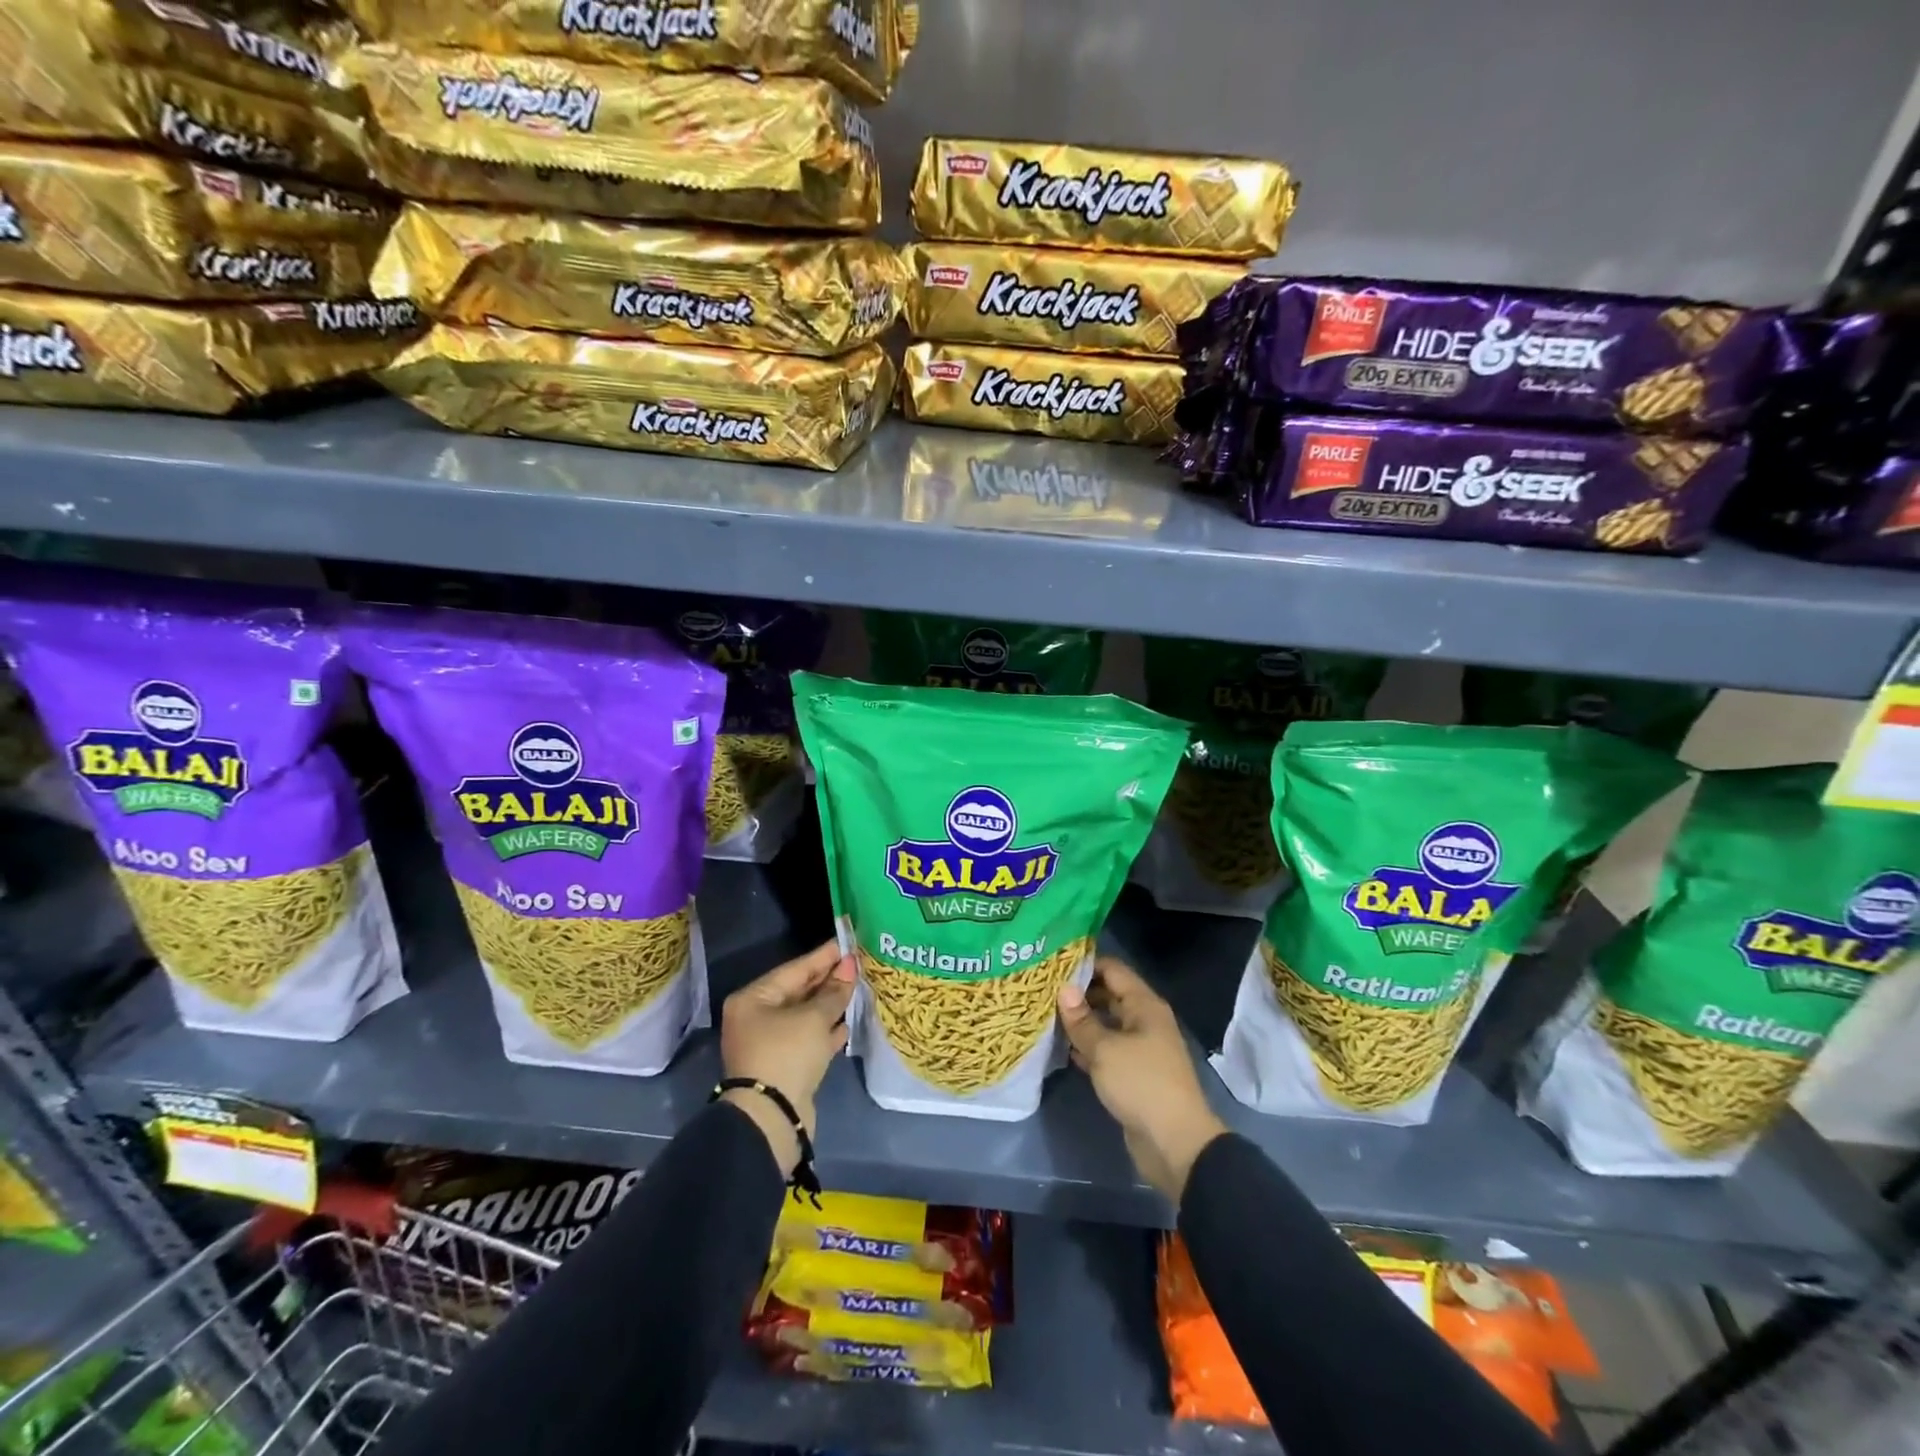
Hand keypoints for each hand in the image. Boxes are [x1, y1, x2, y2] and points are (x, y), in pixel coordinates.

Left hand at [721, 941, 856, 1174]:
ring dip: (830, 1005)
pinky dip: (826, 1031)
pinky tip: (847, 1024)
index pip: (794, 970)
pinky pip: (808, 1039)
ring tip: (858, 988)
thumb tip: (849, 967)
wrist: (772, 1119)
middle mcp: (756, 1018)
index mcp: (753, 999)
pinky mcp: (783, 1066)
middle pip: (798, 992)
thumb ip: (834, 992)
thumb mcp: (814, 1018)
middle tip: (858, 965)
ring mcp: (769, 1043)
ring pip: (805, 1016)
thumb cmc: (787, 1054)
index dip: (823, 957)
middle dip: (828, 980)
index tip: (847, 943)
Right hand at [1058, 957, 1227, 1203]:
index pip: (1112, 970)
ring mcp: (1140, 1048)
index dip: (1085, 964)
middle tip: (1043, 990)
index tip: (1053, 963)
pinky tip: (1062, 1048)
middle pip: (1109, 995)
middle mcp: (1144, 1020)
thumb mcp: (1104, 1049)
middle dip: (1079, 994)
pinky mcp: (1133, 1074)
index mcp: (1144, 1005)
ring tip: (1046, 1015)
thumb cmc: (1141, 1084)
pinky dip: (1087, 1047)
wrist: (1175, 1143)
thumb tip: (1063, 989)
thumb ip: (1081, 1020)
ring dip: (1081, 1022)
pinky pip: (1107, 1050)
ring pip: (1106, 1024)